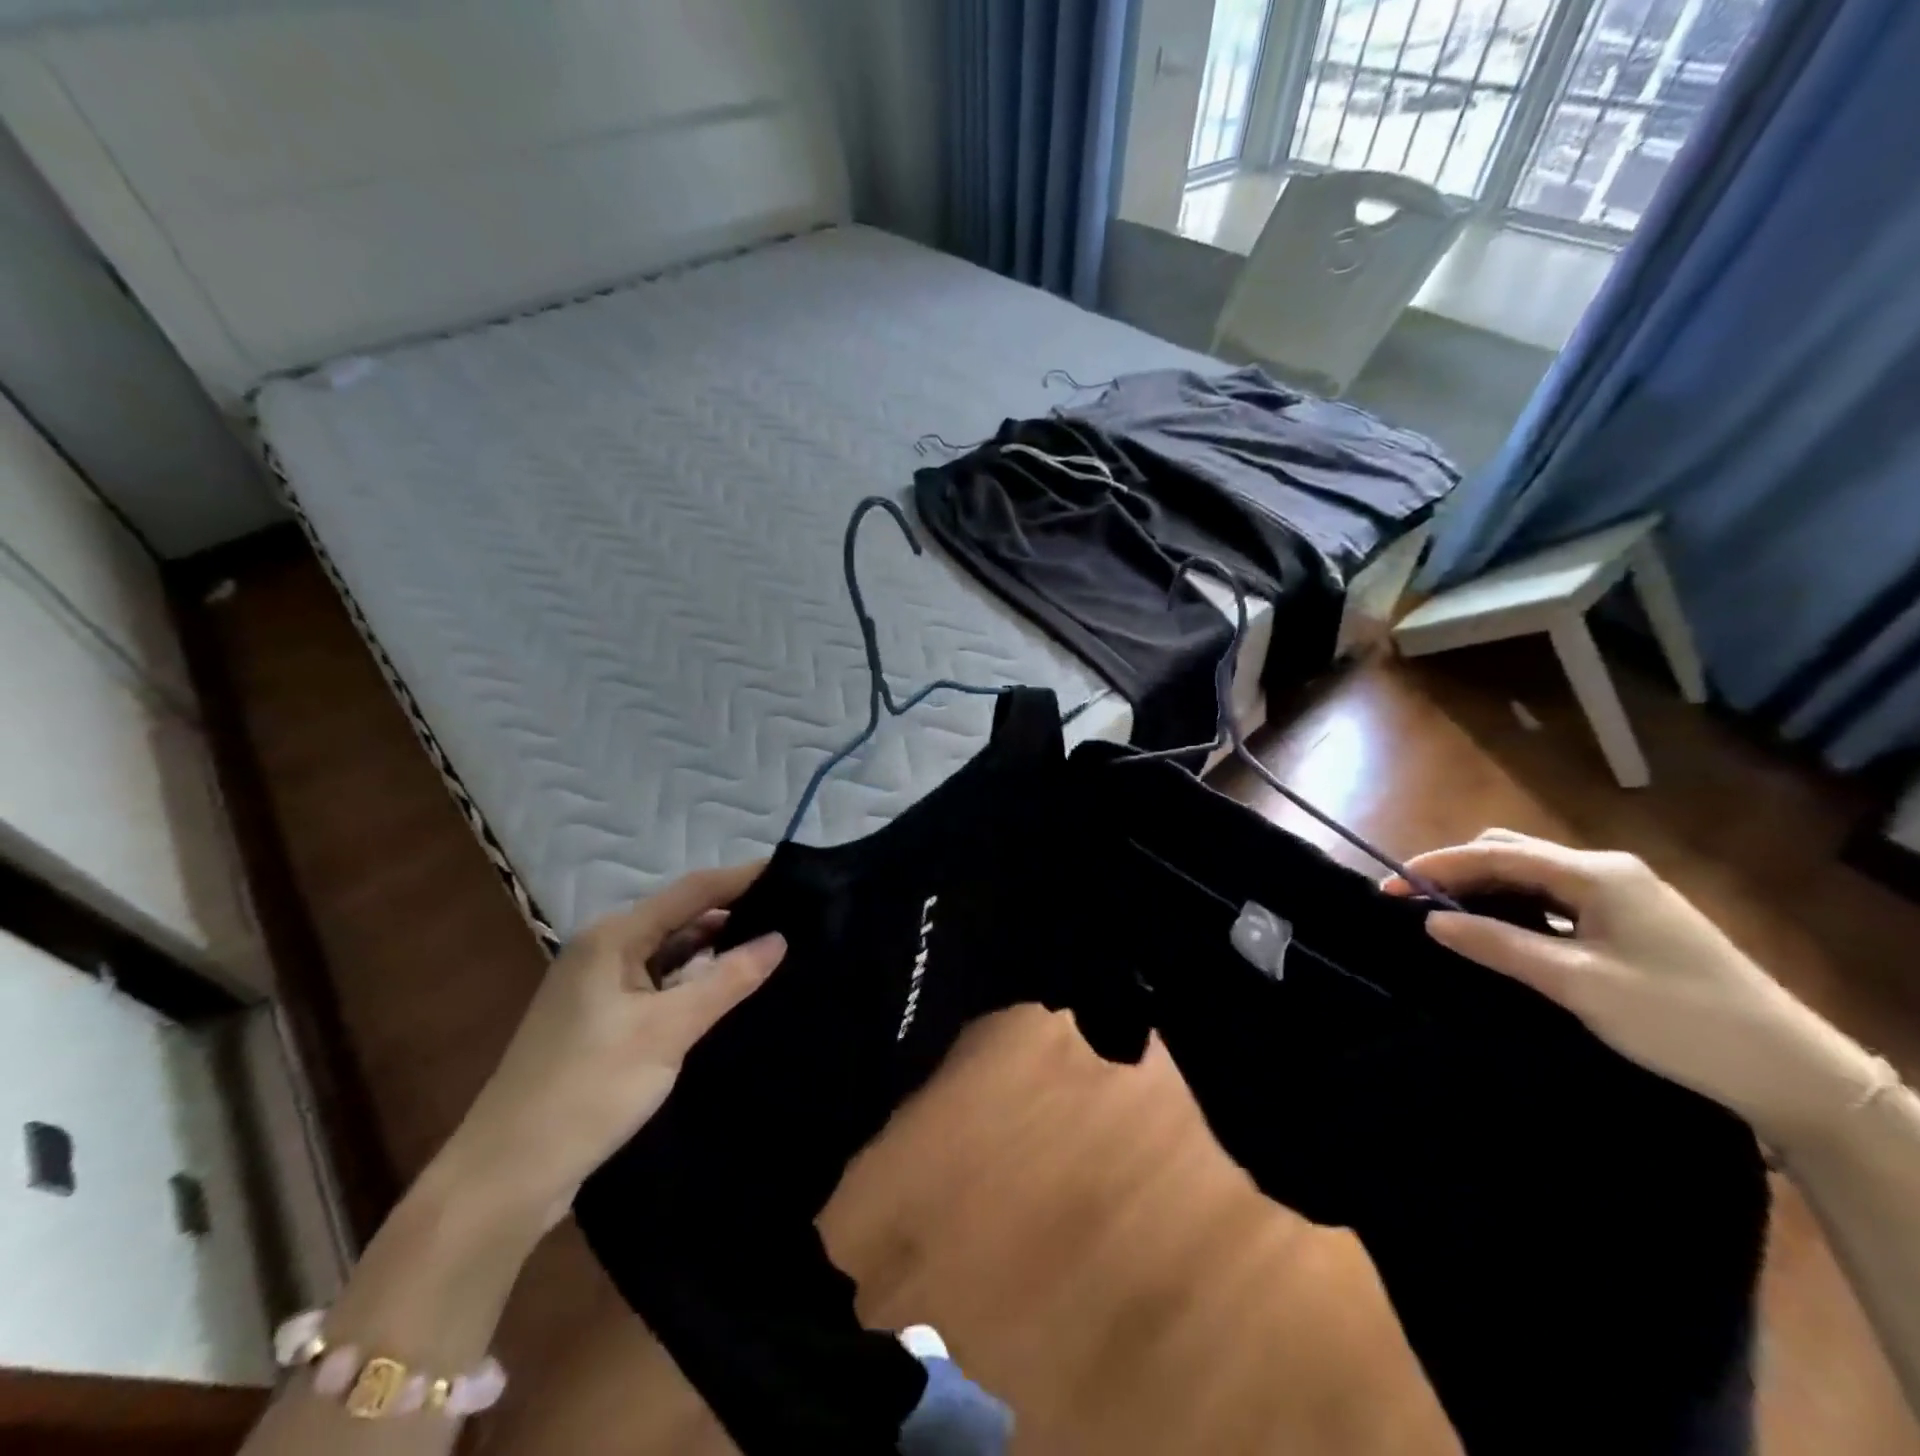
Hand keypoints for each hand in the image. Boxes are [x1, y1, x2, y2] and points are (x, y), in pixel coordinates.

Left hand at [436, 864, 785, 1235]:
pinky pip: (660, 984)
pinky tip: (729, 991)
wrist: (505, 1178)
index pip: (693, 890)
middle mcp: (604, 950)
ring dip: (716, 950)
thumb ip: (726, 980)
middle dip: (735, 913)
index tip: (794, 871)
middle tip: (794, 914)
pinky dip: (694, 982)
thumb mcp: (666, 1031)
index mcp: (613, 937)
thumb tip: (780, 939)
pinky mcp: (602, 1020)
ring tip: (775, 947)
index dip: (743, 877)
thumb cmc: (587, 1090)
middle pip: (681, 917)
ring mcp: (600, 987)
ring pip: (671, 953)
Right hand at [1385, 829, 1881, 1148]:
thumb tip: (1430, 920)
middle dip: (1456, 870)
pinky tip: (1501, 929)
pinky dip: (1515, 904)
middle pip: (1510, 852)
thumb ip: (1498, 944)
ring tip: (1447, 917)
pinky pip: (1555, 896)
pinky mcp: (1632, 919)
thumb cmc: (1678, 1019)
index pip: (1494, 854)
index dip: (1435, 867)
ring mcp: (1624, 893)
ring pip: (1531, 873)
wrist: (1793, 1073)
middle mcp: (1607, 870)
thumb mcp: (1576, 983)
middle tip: (1416, 905)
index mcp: (1595, 874)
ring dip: (1484, 887)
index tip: (1387, 888)